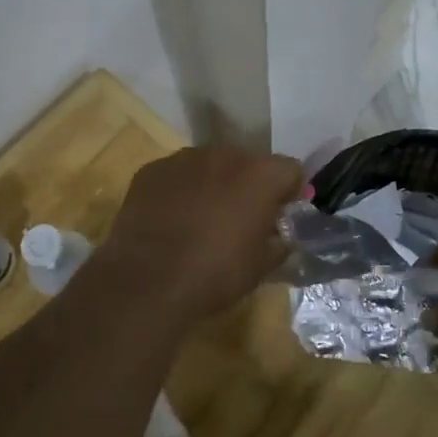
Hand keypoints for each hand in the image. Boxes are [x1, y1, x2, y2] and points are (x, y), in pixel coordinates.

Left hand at [96, 147, 304, 320]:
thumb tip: (279, 235)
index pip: (290, 170)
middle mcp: (224, 155)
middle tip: (240, 220)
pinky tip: (171, 221)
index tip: (279, 216)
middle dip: (248, 187)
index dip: (288, 193)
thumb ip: (279, 242)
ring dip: (213, 185)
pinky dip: (180, 191)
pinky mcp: (151, 170)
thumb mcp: (261, 267)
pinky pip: (177, 175)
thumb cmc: (214, 274)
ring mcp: (184, 159)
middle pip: (248, 163)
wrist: (147, 281)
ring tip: (201, 220)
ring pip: (210, 166)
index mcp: (260, 175)